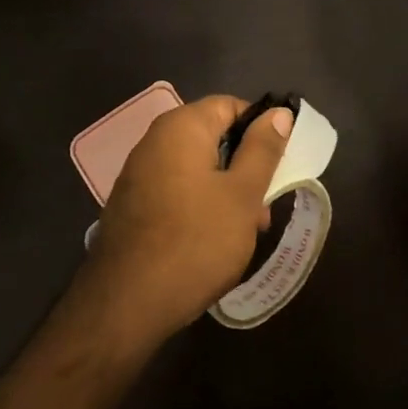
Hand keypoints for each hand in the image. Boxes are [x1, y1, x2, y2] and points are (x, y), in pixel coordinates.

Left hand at [80, 96, 293, 343]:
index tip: (281, 163)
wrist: (127, 303)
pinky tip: (213, 240)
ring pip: (197, 169)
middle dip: (246, 167)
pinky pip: (177, 191)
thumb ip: (262, 149)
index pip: (230, 106)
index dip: (261, 128)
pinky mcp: (132, 205)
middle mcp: (154, 141)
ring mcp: (138, 174)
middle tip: (265, 206)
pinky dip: (200, 205)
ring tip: (245, 231)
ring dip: (227, 191)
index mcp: (181, 128)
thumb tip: (278, 112)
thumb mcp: (242, 195)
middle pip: (213, 138)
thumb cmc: (196, 241)